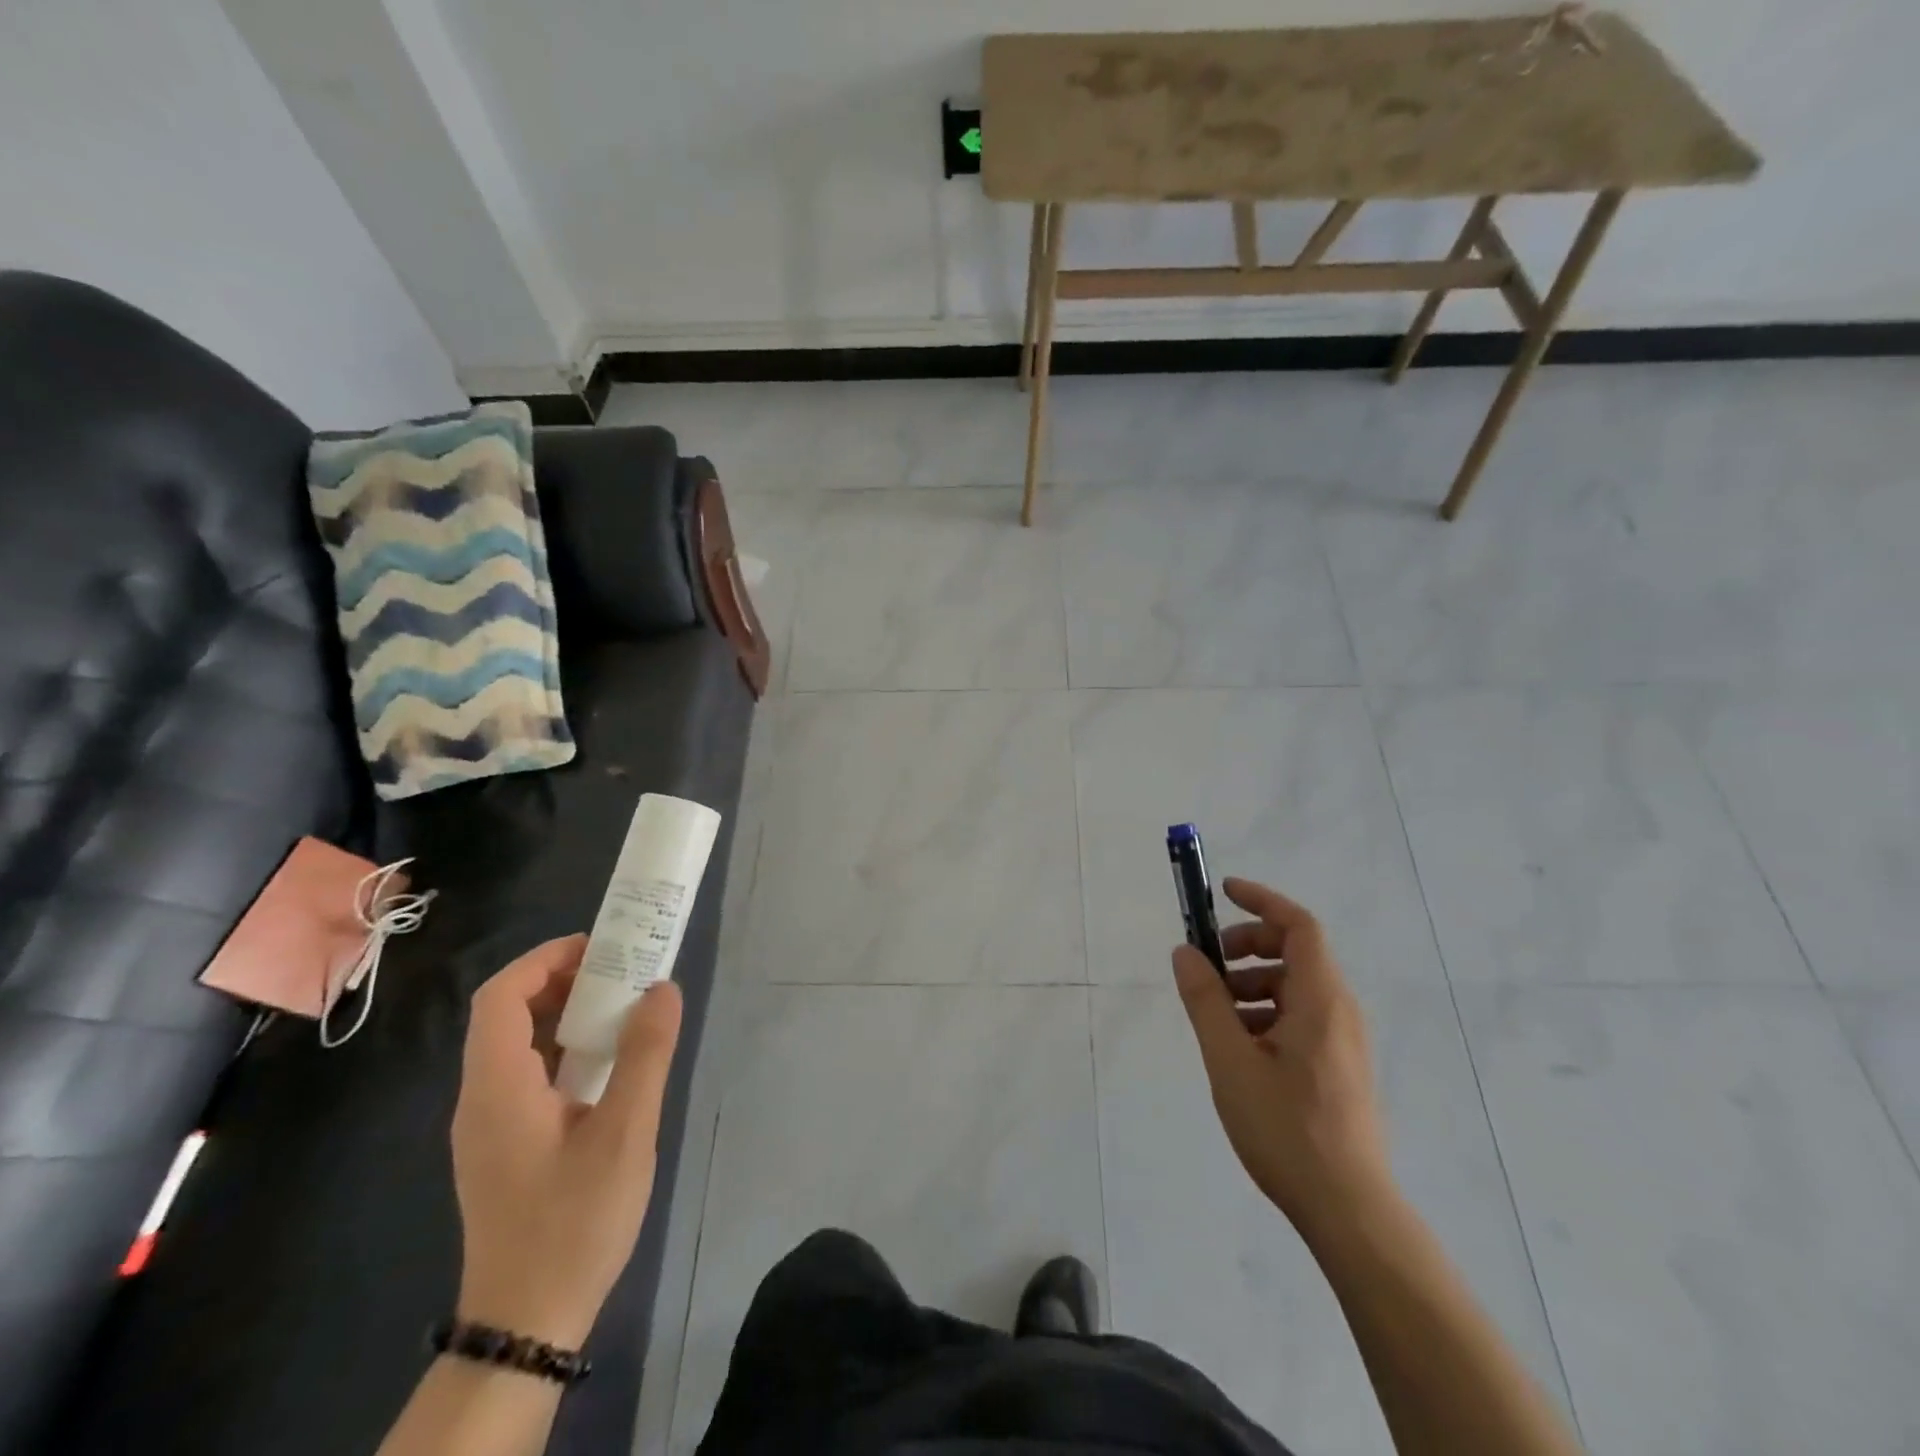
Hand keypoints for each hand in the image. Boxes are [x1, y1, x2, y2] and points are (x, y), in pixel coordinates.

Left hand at [451, 936, 682, 1347]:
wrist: (527, 1321)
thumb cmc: (574, 1221)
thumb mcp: (625, 1133)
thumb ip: (644, 1055)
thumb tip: (662, 987)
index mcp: (498, 1087)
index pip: (501, 996)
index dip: (547, 959)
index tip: (602, 948)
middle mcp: (481, 1097)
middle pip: (508, 1014)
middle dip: (565, 980)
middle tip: (624, 973)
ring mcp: (489, 1124)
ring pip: (519, 1044)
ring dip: (568, 1014)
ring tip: (625, 1009)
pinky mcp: (504, 1144)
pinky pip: (528, 1073)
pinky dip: (565, 1049)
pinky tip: (608, 1066)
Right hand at [1171, 878, 1391, 1241]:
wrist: (1349, 1211)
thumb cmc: (1286, 1129)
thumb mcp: (1230, 1060)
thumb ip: (1205, 1000)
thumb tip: (1185, 952)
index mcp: (1321, 1000)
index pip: (1299, 926)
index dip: (1261, 901)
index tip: (1223, 893)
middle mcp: (1341, 1011)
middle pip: (1296, 953)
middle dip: (1248, 947)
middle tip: (1209, 966)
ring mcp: (1345, 1042)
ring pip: (1296, 988)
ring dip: (1253, 985)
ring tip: (1216, 1016)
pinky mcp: (1341, 1067)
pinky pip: (1302, 1017)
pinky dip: (1267, 1013)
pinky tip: (1239, 1049)